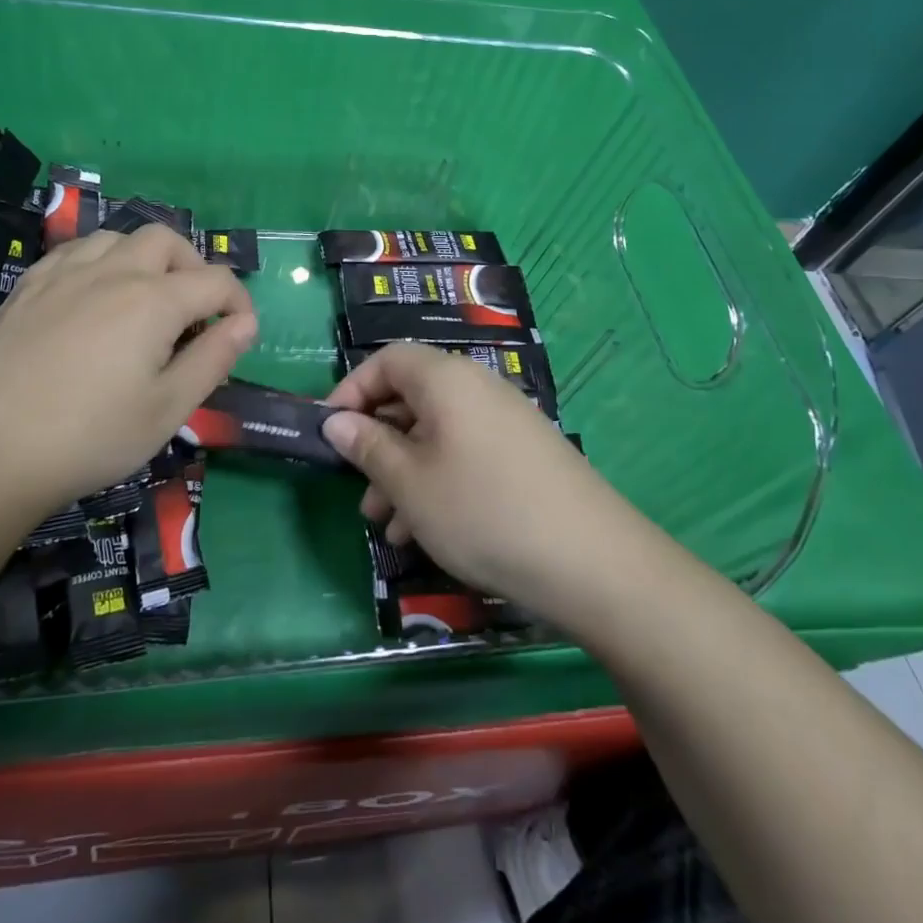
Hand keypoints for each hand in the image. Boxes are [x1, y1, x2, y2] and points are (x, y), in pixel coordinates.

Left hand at [0, 226, 255, 515]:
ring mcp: (63, 274)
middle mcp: (112, 271)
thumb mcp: (167, 409)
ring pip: (117, 237)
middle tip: (194, 311)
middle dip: (193, 267)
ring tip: (144, 298)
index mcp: (153, 300)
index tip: (240, 334)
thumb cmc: (89, 437)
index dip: (239, 303)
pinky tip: (91, 295)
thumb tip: (245, 324)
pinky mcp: (26, 287)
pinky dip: (99, 261)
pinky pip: (74, 251)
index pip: (215, 281)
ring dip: (144, 257)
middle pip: (167, 240)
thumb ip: (213, 359)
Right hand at [322, 343, 620, 610]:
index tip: (330, 434)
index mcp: (446, 378)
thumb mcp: (411, 484)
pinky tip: (424, 531)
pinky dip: (437, 480)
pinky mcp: (523, 453)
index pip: (386, 360)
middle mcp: (476, 387)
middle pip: (411, 397)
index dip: (351, 391)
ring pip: (436, 432)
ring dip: (404, 470)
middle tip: (358, 490)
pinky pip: (464, 453)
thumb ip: (368, 447)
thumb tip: (336, 422)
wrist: (593, 561)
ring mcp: (504, 420)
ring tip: (386, 524)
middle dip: (377, 442)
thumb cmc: (483, 511)